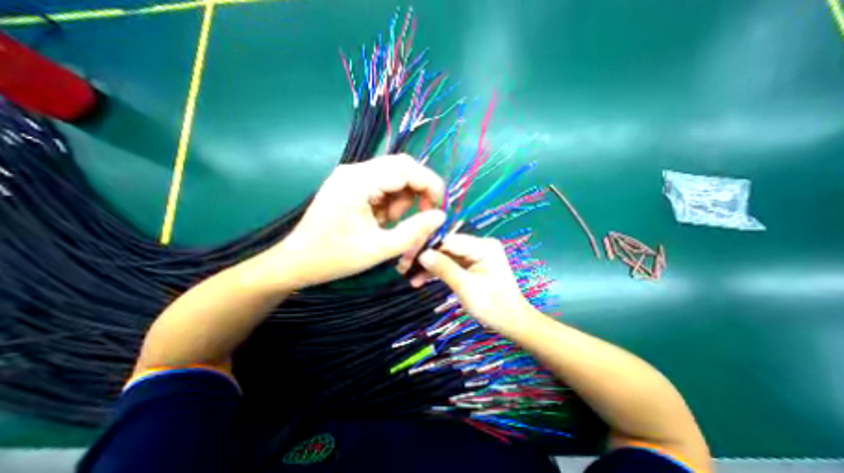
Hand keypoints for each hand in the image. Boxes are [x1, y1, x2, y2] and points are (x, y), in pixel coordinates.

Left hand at [252, 153, 443, 290]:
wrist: (296, 262)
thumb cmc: (335, 258)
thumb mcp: (379, 249)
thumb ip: (414, 231)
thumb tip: (440, 216)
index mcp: (358, 182)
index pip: (406, 168)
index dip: (430, 185)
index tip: (440, 208)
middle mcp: (354, 170)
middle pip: (401, 167)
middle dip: (418, 190)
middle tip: (422, 214)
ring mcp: (351, 175)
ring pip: (394, 176)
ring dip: (403, 198)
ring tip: (391, 222)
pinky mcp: (351, 184)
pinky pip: (382, 185)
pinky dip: (391, 201)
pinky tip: (381, 219)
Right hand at [415, 235, 525, 333]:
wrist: (511, 322)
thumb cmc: (493, 306)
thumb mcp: (466, 288)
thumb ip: (444, 269)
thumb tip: (421, 254)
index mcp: (483, 246)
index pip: (449, 240)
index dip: (427, 246)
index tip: (407, 255)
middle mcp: (479, 246)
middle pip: (446, 247)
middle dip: (426, 257)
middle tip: (404, 267)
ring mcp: (474, 255)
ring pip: (445, 256)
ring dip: (428, 266)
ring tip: (409, 276)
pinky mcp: (470, 265)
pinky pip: (450, 264)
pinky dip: (437, 271)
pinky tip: (420, 280)